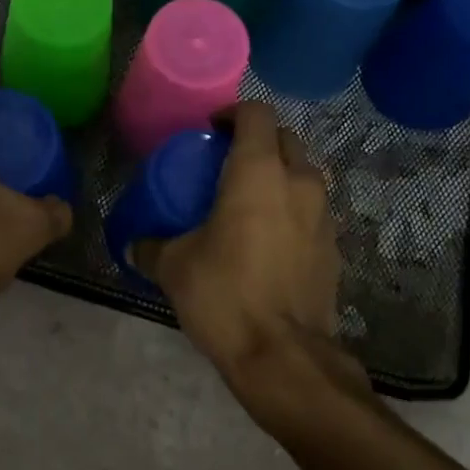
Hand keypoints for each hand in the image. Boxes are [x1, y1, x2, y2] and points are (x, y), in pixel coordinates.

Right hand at [134, 103, 372, 424]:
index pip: (256, 114)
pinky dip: (293, 209)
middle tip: (228, 162)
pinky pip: (313, 210)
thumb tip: (134, 244)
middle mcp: (299, 182)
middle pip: (285, 139)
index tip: (211, 130)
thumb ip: (150, 246)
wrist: (284, 355)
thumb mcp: (173, 267)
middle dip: (258, 141)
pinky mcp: (335, 247)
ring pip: (305, 173)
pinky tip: (270, 238)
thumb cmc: (224, 294)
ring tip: (250, 199)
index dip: (232, 114)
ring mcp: (324, 215)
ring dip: (280, 174)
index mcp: (258, 172)